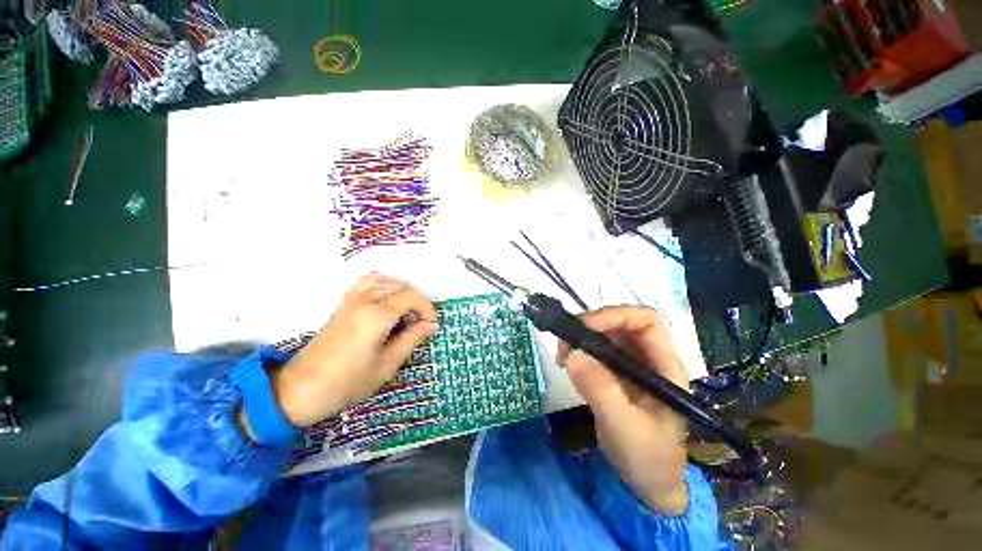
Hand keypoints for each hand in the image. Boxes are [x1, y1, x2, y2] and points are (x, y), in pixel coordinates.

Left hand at [270, 273, 437, 427]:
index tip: (431, 325)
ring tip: (405, 311)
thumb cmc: (348, 382)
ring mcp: (351, 300)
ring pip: (383, 280)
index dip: (427, 308)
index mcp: (378, 315)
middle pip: (400, 285)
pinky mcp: (342, 305)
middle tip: (420, 323)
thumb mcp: (387, 364)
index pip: (412, 297)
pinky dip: (382, 286)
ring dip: (400, 291)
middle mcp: (365, 300)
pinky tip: (385, 304)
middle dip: (416, 301)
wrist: (301, 390)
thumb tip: (432, 325)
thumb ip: (412, 338)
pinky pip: (366, 283)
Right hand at [557, 306, 689, 515]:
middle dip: (592, 325)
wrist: (647, 485)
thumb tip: (571, 353)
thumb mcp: (624, 426)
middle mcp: (648, 359)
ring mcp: (631, 367)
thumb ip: (600, 390)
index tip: (586, 328)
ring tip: (562, 354)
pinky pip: (595, 352)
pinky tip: (566, 363)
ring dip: (581, 337)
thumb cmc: (647, 458)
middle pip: (622, 323)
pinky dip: (578, 351)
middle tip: (566, 340)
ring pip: (606, 335)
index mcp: (664, 366)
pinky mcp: (615, 375)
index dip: (616, 315)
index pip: (646, 321)